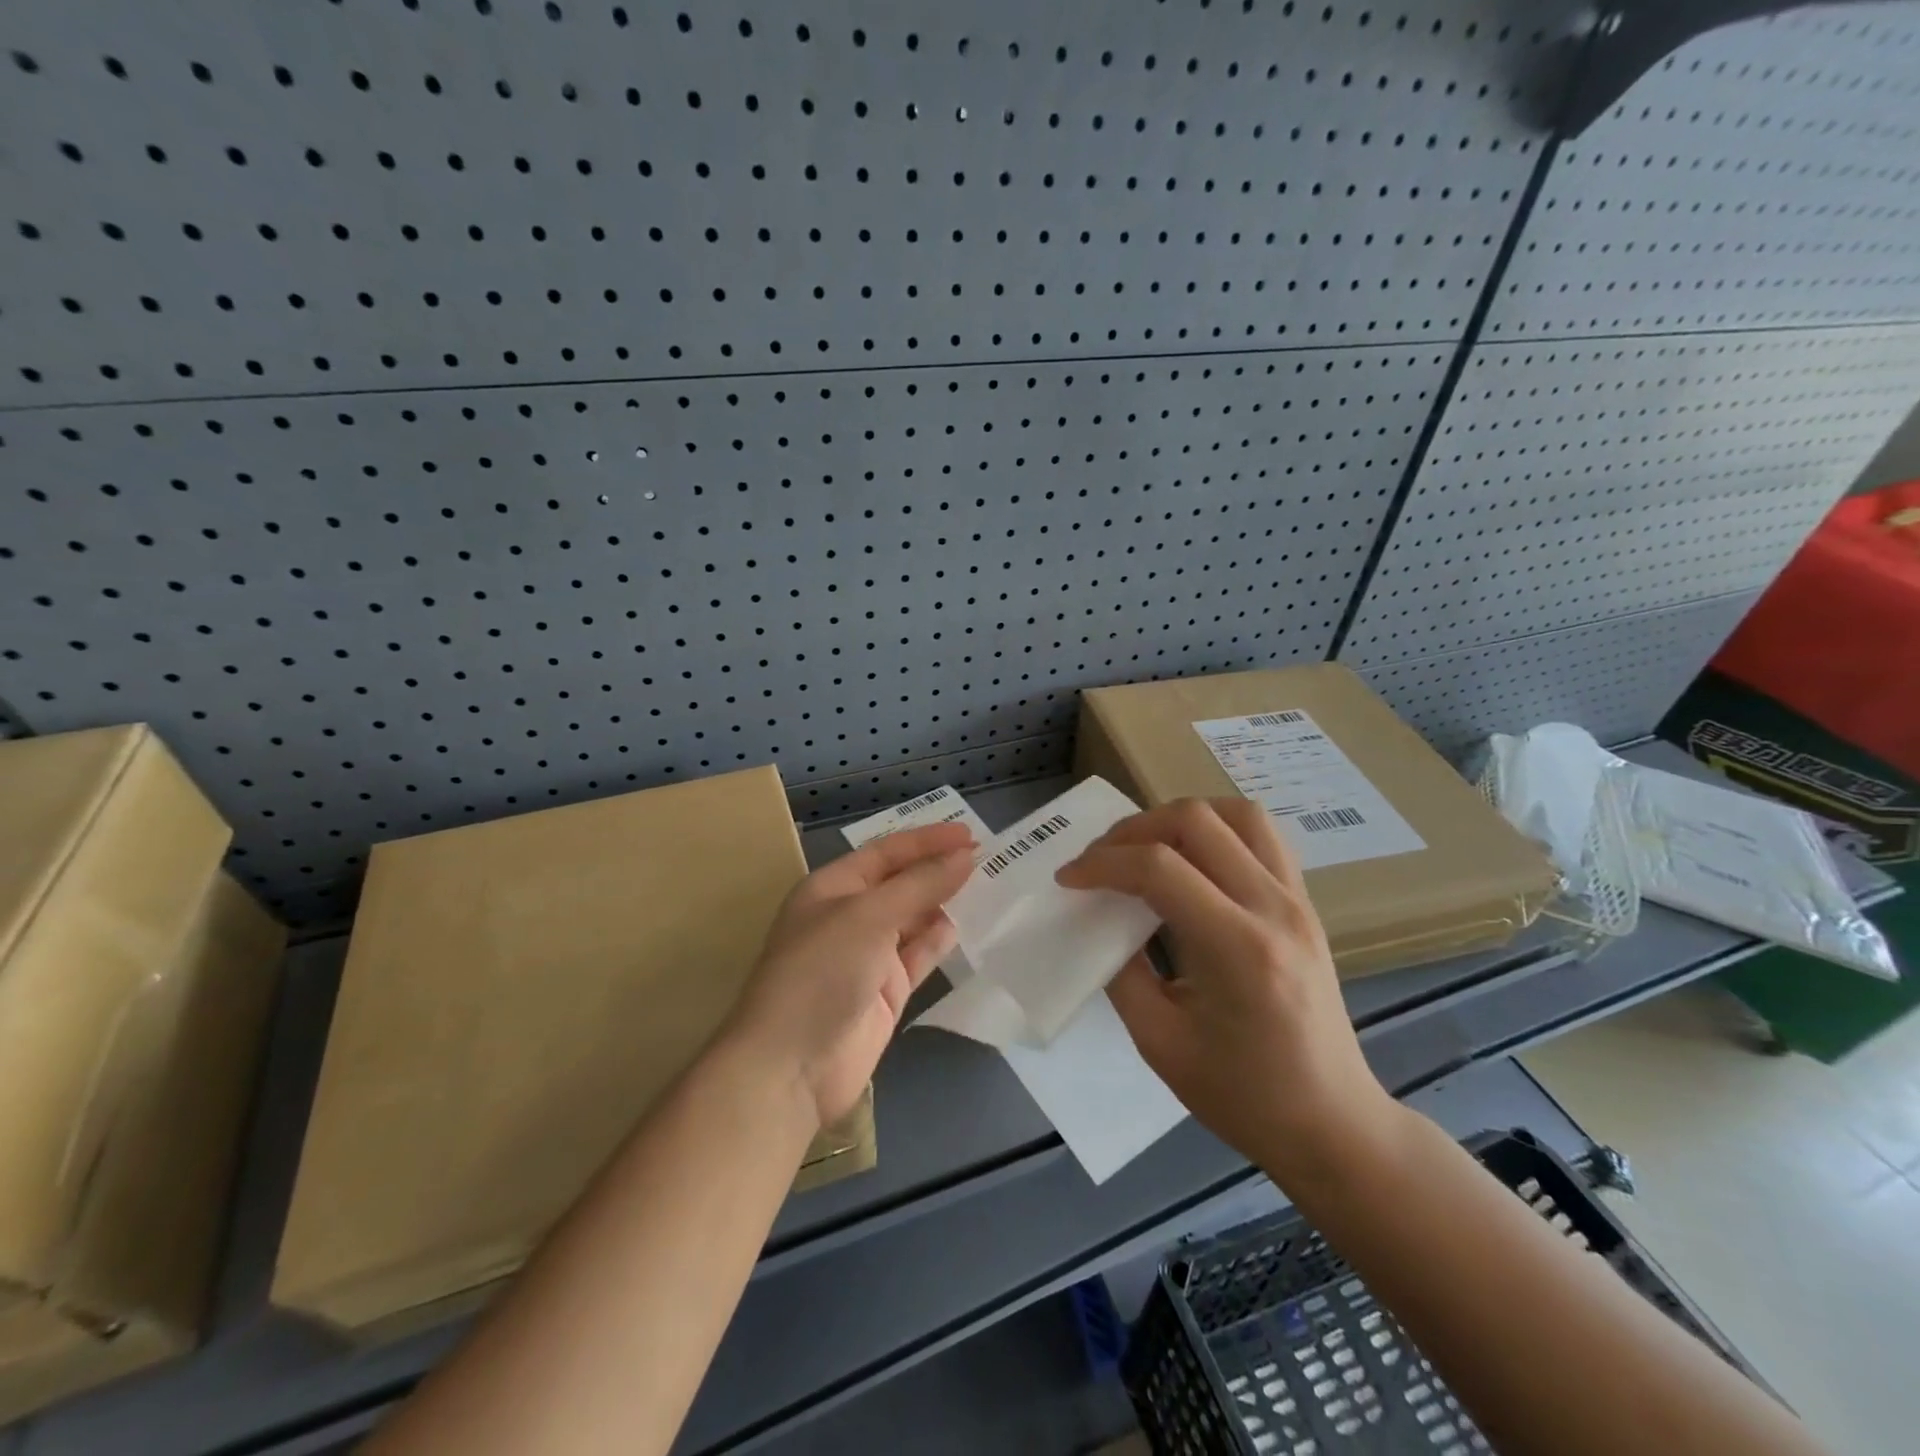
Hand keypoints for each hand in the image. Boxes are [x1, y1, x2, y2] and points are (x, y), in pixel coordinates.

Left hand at [726, 822, 975, 1127]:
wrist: (793, 1067)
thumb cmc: (822, 972)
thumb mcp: (869, 916)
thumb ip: (921, 885)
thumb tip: (965, 856)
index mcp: (832, 888)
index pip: (886, 852)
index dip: (926, 840)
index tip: (969, 834)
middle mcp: (849, 917)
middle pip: (901, 884)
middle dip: (938, 869)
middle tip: (986, 857)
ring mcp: (867, 956)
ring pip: (913, 919)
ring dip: (944, 903)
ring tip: (987, 887)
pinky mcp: (885, 992)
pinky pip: (918, 956)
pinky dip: (939, 941)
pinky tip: (964, 926)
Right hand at [1055, 798, 1395, 1185]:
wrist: (1331, 1123)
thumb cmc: (1243, 1096)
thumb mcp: (1160, 1041)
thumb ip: (1121, 971)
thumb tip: (1099, 919)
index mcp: (1238, 949)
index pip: (1159, 869)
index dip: (1103, 864)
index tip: (1069, 879)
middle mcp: (1273, 908)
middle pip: (1195, 822)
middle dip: (1133, 830)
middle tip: (1101, 861)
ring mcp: (1297, 900)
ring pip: (1235, 814)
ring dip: (1179, 819)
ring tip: (1145, 849)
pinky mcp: (1304, 903)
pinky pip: (1261, 836)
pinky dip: (1216, 829)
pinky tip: (1190, 859)